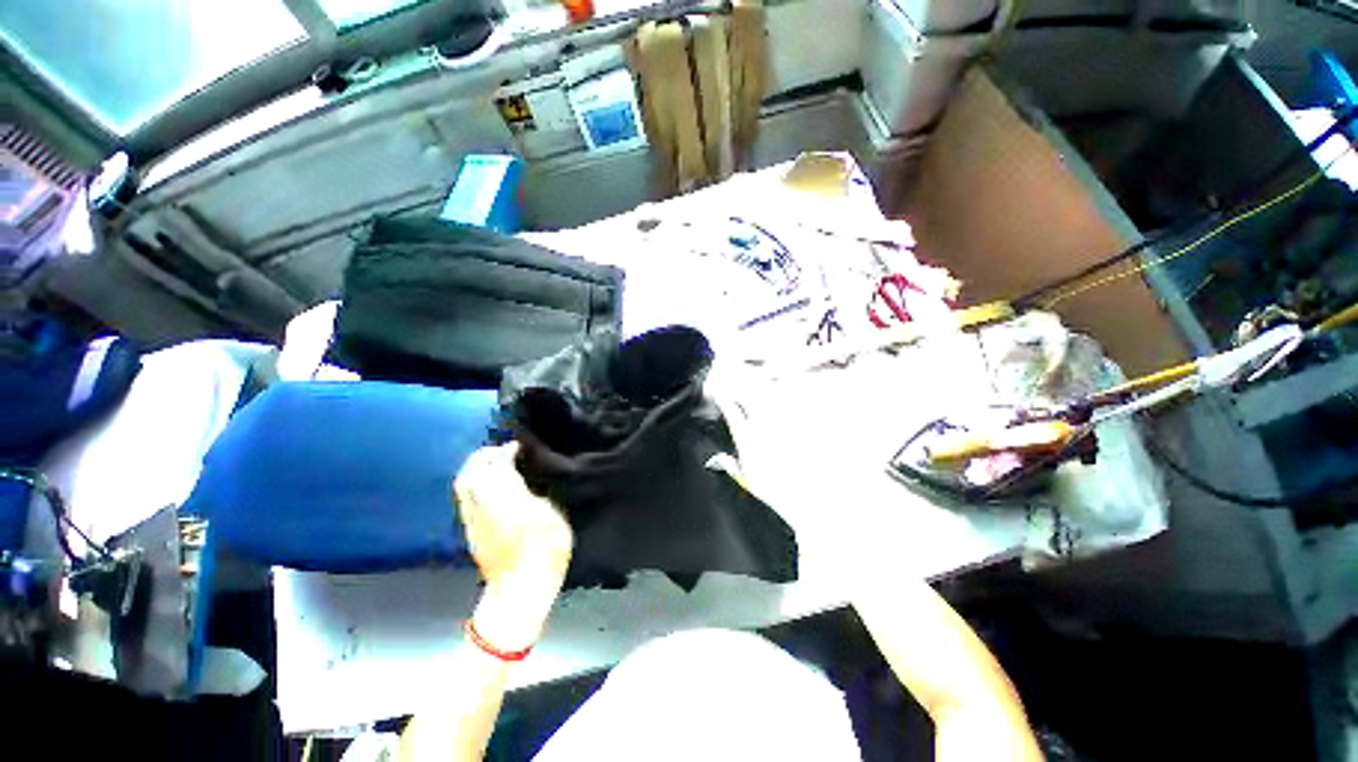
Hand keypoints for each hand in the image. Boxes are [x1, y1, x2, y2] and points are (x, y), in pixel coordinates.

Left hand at [455, 443, 572, 650]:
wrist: (520, 590)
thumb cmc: (546, 550)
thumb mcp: (551, 515)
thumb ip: (535, 492)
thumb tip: (524, 476)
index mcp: (506, 500)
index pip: (497, 467)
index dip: (505, 452)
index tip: (517, 446)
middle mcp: (483, 507)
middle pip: (470, 473)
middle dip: (483, 457)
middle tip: (502, 452)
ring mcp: (472, 521)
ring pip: (463, 486)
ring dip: (476, 469)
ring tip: (495, 465)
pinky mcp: (470, 531)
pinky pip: (465, 498)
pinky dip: (475, 484)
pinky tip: (490, 487)